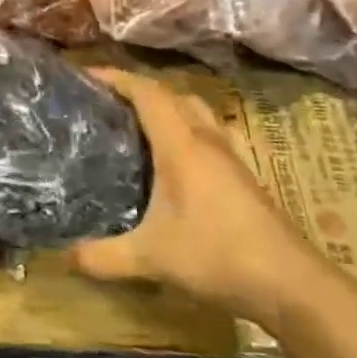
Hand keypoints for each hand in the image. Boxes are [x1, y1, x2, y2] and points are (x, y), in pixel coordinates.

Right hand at [70, 69, 342, 332]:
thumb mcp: (151, 258)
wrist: (291, 282)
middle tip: (106, 101)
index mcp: (181, 144)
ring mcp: (231, 156)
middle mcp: (206, 140)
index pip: (147, 93)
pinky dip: (187, 129)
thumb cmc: (217, 255)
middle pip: (172, 94)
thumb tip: (65, 256)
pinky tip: (177, 157)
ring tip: (138, 122)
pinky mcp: (244, 175)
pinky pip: (210, 133)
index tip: (86, 75)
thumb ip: (103, 256)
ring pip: (196, 111)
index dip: (116, 78)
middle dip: (138, 89)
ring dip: (167, 106)